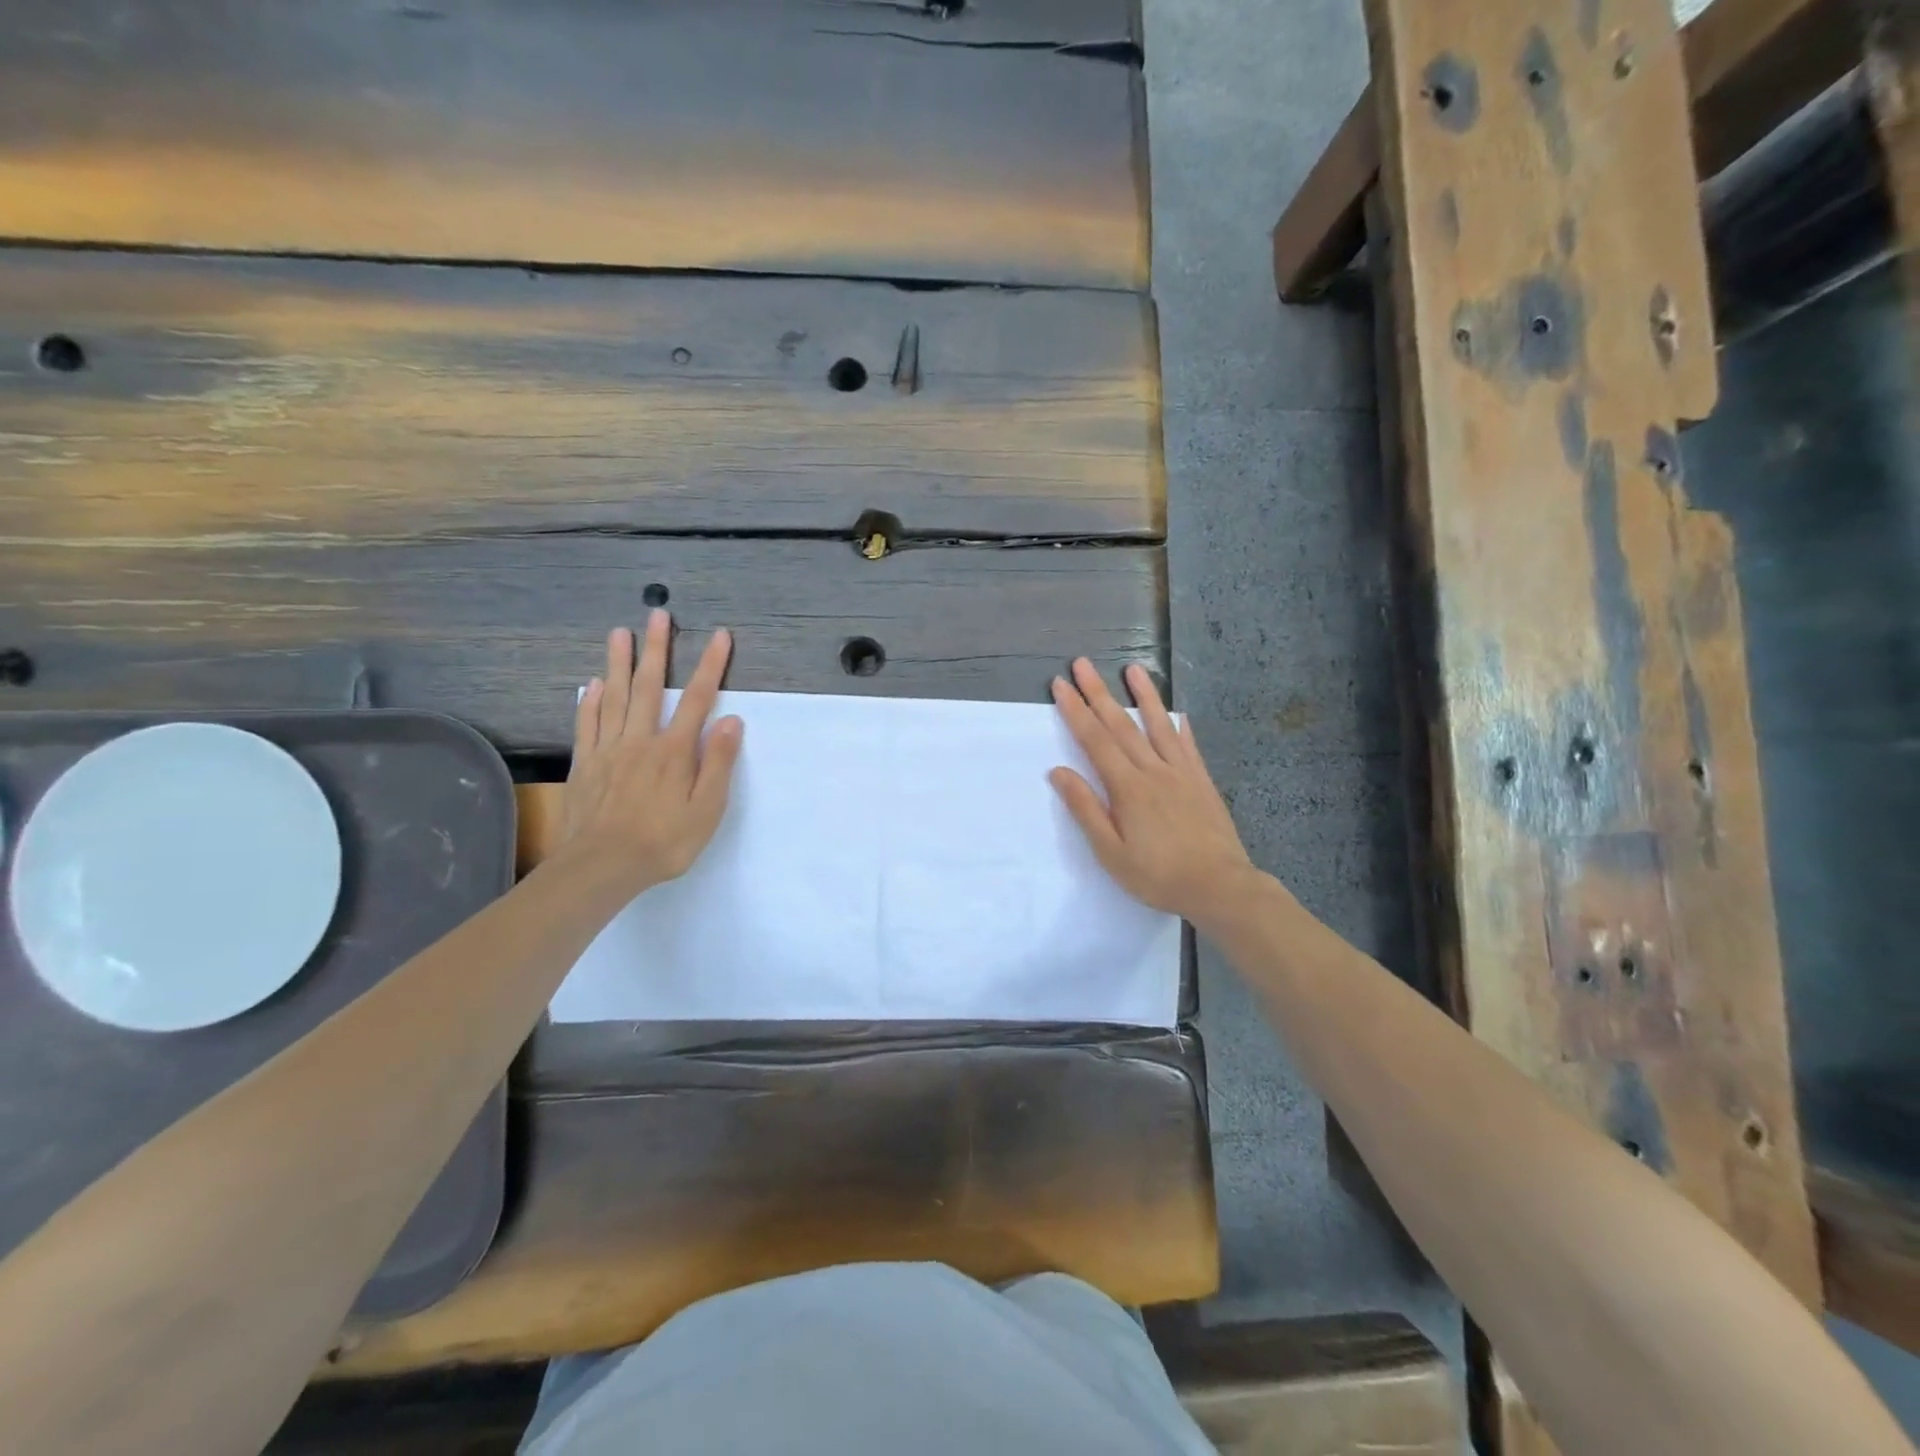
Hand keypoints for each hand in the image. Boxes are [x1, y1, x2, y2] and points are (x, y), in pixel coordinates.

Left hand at [559, 611, 743, 899]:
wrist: (601, 867)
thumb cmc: (663, 842)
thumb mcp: (706, 810)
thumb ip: (717, 763)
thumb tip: (731, 720)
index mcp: (674, 751)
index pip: (698, 700)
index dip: (711, 666)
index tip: (720, 636)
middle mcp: (641, 740)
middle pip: (650, 687)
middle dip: (657, 649)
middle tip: (658, 615)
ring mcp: (608, 750)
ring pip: (614, 697)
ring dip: (618, 663)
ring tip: (620, 632)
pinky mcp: (586, 764)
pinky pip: (587, 724)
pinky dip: (590, 701)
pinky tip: (592, 684)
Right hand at [1050, 658, 1257, 925]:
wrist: (1220, 886)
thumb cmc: (1158, 875)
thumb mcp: (1111, 852)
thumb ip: (1086, 809)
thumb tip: (1059, 771)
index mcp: (1127, 787)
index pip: (1095, 740)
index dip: (1076, 711)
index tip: (1061, 685)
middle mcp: (1153, 770)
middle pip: (1121, 725)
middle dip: (1099, 693)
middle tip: (1083, 664)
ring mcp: (1181, 773)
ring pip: (1158, 725)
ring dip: (1143, 695)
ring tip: (1132, 669)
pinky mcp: (1201, 782)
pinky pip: (1187, 745)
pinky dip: (1178, 725)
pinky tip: (1176, 712)